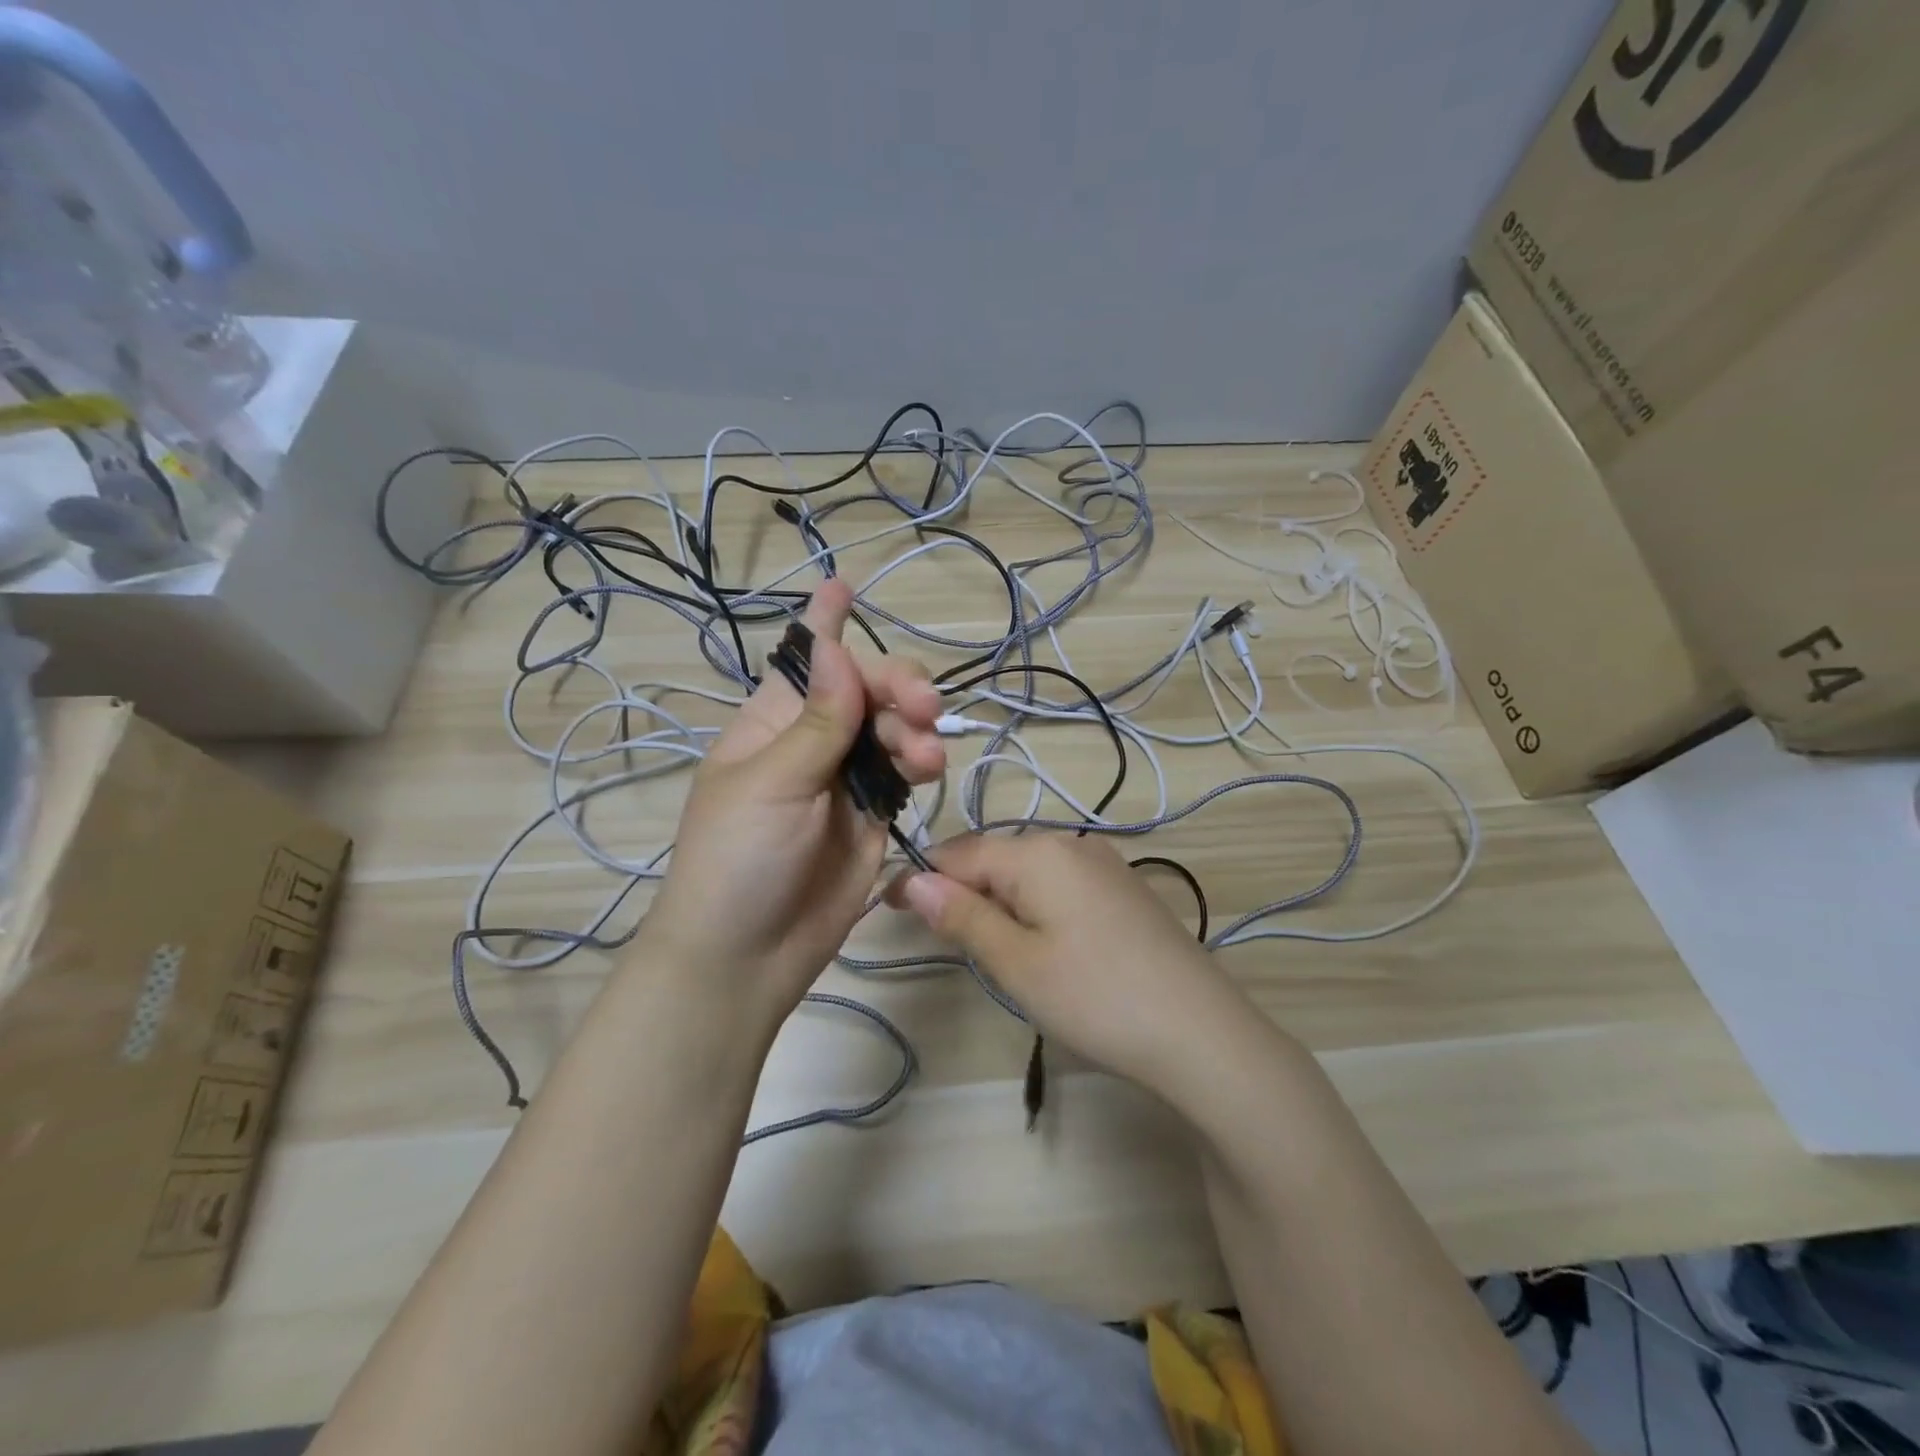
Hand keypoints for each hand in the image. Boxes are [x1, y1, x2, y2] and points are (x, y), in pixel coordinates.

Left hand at [640, 579, 943, 1019]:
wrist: (746, 957)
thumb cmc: (737, 861)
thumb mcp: (771, 784)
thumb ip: (817, 721)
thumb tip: (837, 648)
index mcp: (771, 722)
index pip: (802, 660)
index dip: (823, 623)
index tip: (844, 584)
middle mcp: (811, 742)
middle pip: (864, 690)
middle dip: (896, 686)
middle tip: (921, 704)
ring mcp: (844, 780)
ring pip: (892, 729)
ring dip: (913, 730)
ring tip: (923, 756)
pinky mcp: (873, 817)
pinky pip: (903, 774)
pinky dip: (918, 765)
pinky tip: (926, 771)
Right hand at [887, 832, 1248, 1094]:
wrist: (1202, 1032)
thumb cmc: (1096, 997)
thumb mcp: (1016, 961)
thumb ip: (962, 915)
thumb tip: (913, 879)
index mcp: (1038, 852)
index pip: (959, 852)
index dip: (920, 877)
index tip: (886, 907)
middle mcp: (1071, 843)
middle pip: (995, 857)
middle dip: (958, 888)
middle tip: (934, 935)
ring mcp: (1104, 864)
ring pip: (1028, 871)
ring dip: (995, 898)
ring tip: (981, 944)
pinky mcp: (1125, 890)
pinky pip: (1059, 884)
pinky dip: (1032, 905)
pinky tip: (1038, 941)